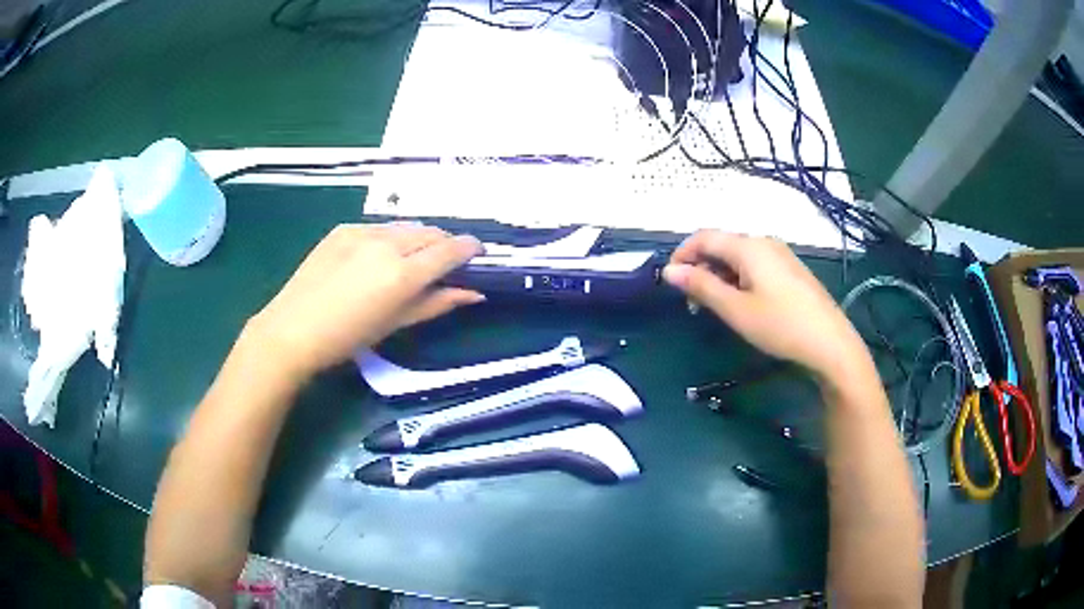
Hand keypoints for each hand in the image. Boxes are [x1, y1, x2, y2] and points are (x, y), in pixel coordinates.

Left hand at [243, 223, 483, 380]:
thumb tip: (474, 293)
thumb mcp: (397, 324)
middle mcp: (388, 244)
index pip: (450, 250)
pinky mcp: (343, 228)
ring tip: (410, 259)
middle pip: (431, 232)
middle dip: (444, 243)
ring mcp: (362, 232)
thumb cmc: (348, 338)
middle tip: (444, 262)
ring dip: (418, 239)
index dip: (470, 248)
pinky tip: (377, 257)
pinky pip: (379, 227)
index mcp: (404, 273)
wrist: (293, 329)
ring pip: (405, 226)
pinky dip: (390, 237)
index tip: (478, 252)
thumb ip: (437, 303)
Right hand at [662, 231, 868, 380]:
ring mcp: (781, 255)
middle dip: (700, 267)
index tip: (669, 282)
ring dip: (719, 275)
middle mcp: (764, 242)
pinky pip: (755, 265)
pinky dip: (738, 278)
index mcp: (749, 246)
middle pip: (722, 245)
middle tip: (692, 302)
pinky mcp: (790, 270)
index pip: (704, 237)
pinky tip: (742, 303)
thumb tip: (669, 270)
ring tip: (714, 306)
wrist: (830, 343)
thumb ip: (701, 286)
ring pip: (738, 256)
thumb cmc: (780, 326)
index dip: (682, 254)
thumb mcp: (736, 310)